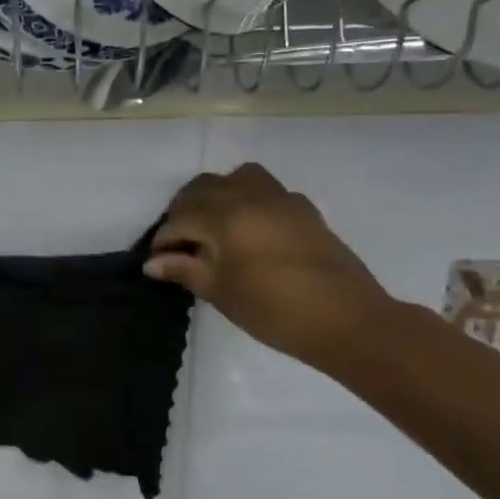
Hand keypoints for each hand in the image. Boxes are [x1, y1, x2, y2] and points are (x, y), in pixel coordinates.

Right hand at [146, 163, 392, 368]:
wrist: (346, 320)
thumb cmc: (273, 309)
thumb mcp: (220, 291)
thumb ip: (185, 270)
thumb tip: (153, 263)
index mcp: (224, 216)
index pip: (179, 220)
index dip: (163, 242)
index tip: (156, 263)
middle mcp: (249, 196)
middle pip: (202, 188)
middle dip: (184, 211)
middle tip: (180, 244)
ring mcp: (280, 198)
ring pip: (236, 178)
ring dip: (216, 196)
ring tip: (212, 227)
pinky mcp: (303, 209)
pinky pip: (265, 190)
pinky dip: (247, 200)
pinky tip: (249, 231)